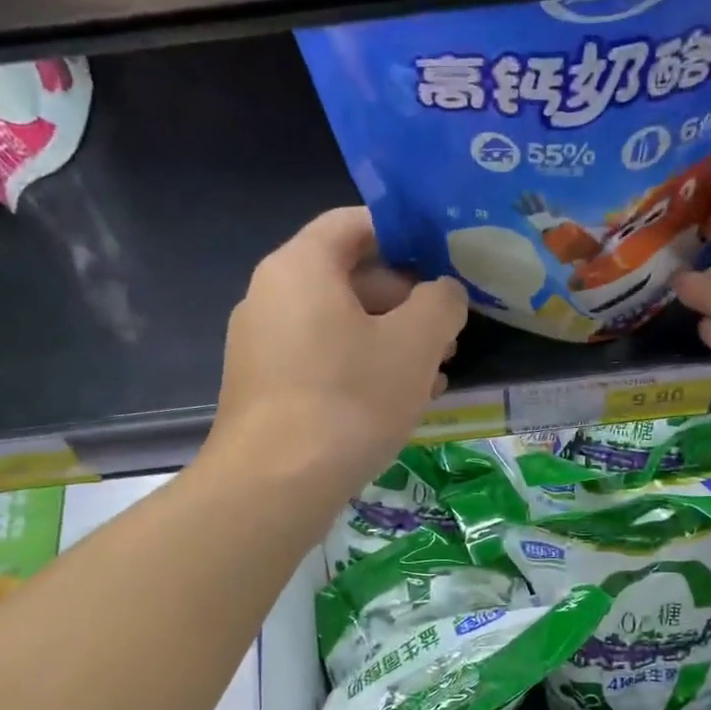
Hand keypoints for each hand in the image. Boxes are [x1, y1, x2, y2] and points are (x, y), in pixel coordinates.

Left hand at [210, 207, 467, 500]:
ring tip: (435, 375)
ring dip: (390, 343)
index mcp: (301, 267)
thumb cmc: (349, 399)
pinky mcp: (265, 390)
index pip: (354, 224)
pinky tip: (399, 403)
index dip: (404, 235)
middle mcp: (271, 296)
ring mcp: (262, 346)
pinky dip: (361, 370)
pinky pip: (321, 362)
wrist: (274, 485)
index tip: (444, 262)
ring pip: (339, 327)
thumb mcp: (415, 344)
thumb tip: (444, 293)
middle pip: (348, 279)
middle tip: (448, 334)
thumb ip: (441, 304)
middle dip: (406, 303)